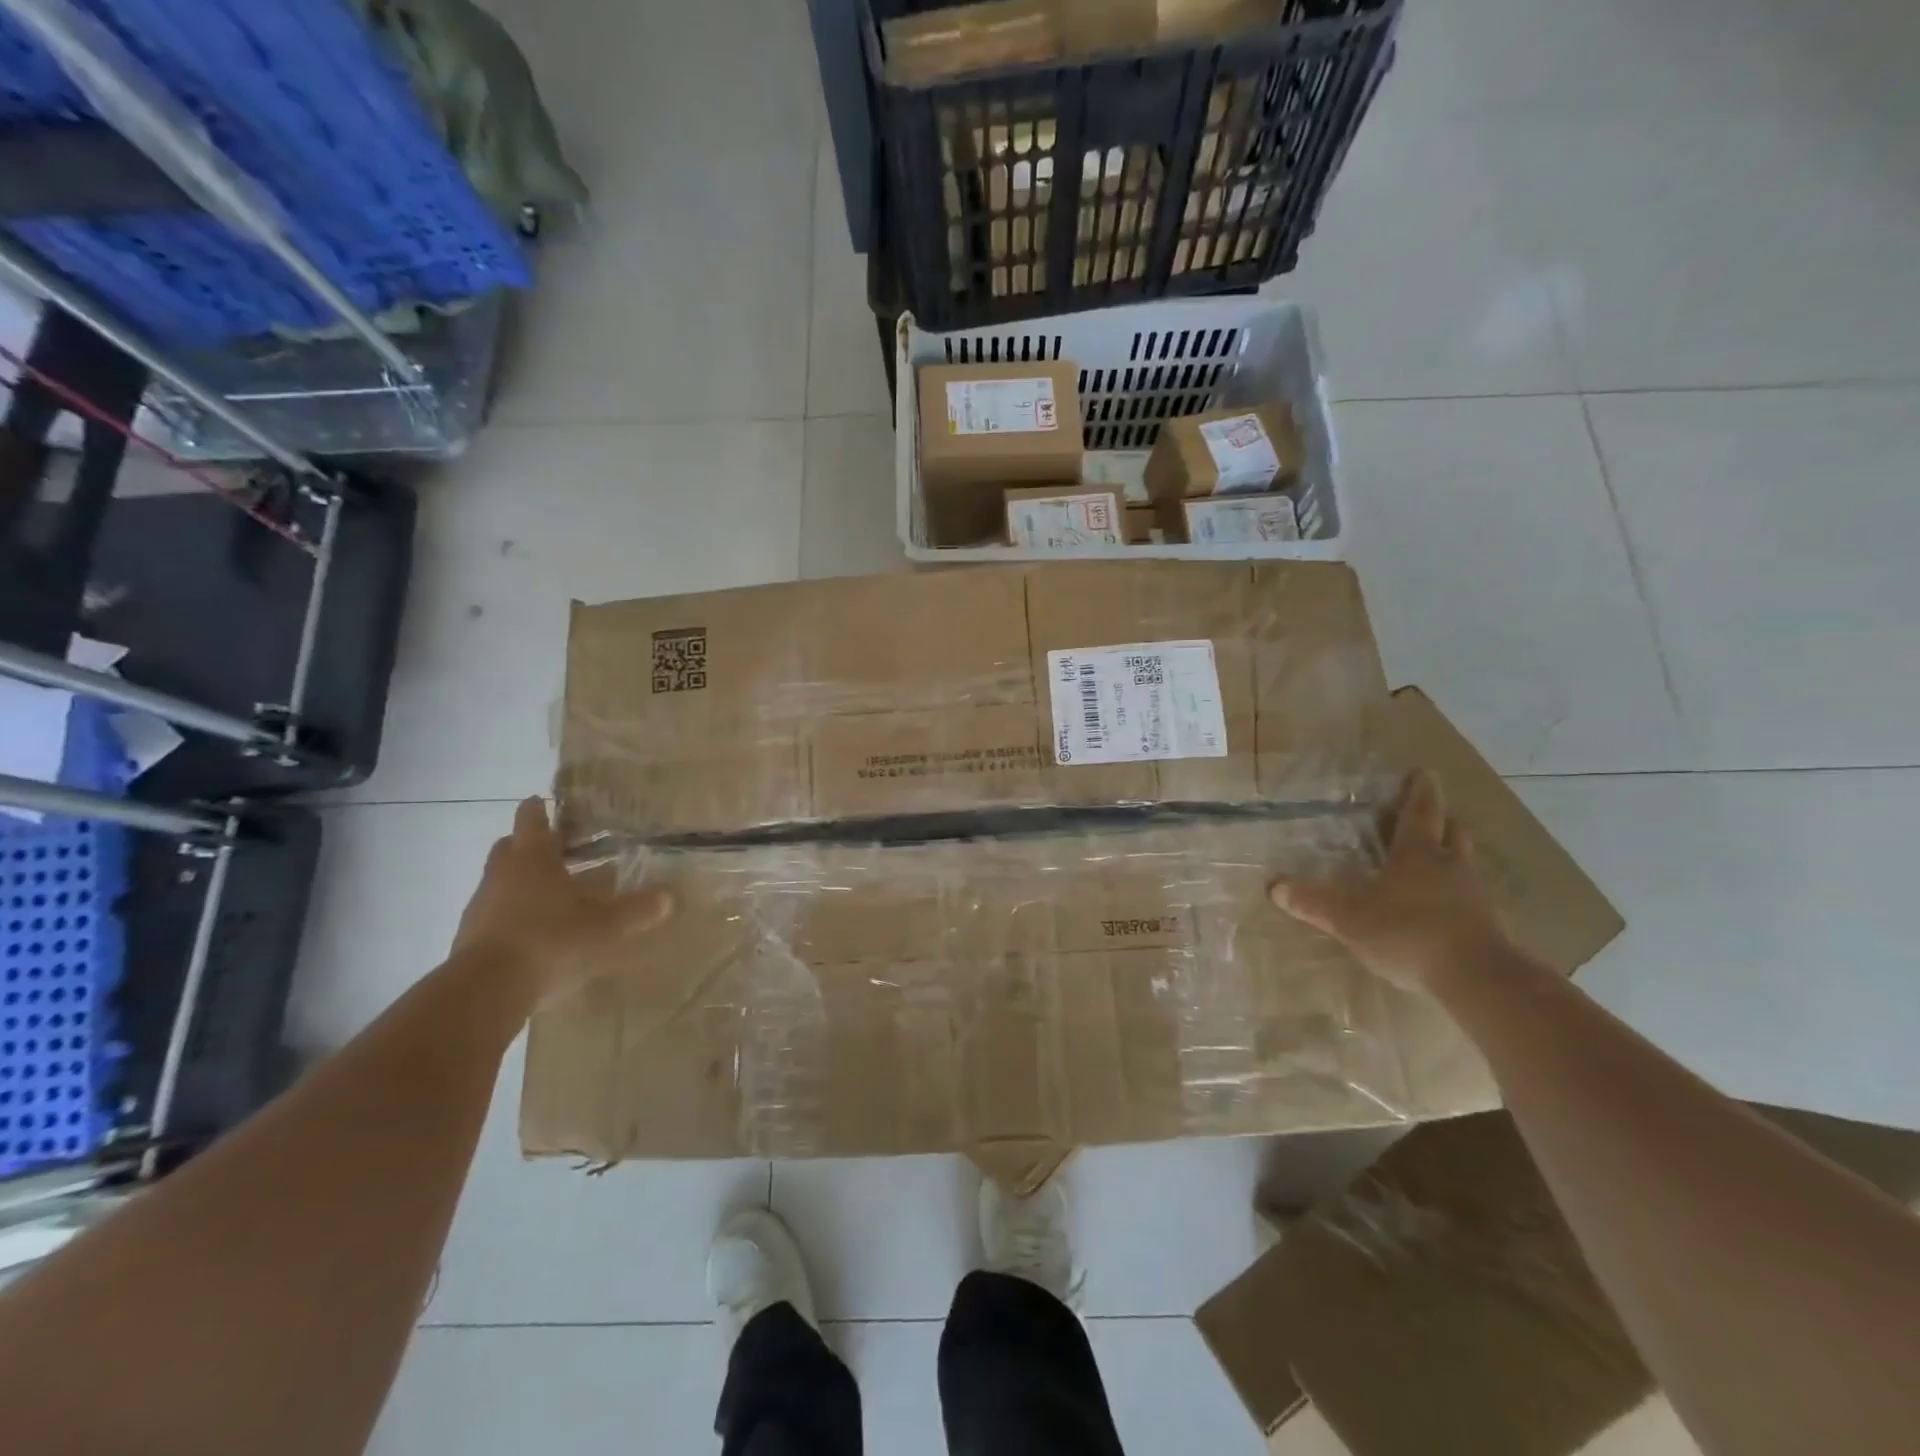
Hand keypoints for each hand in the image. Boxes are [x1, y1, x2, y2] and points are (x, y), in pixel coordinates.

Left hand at [452, 797, 673, 1005]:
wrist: (485, 991)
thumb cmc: (550, 940)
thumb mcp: (605, 926)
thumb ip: (636, 910)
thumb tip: (669, 896)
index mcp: (533, 858)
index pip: (532, 819)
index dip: (539, 809)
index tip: (546, 802)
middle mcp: (502, 873)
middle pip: (510, 846)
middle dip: (530, 844)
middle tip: (557, 849)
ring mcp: (481, 905)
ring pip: (500, 880)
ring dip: (521, 881)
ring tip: (552, 894)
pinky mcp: (470, 938)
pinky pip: (493, 913)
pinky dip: (512, 914)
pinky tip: (535, 931)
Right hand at [1269, 771, 1508, 992]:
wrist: (1477, 978)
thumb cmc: (1407, 930)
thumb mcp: (1349, 917)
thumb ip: (1313, 902)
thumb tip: (1275, 888)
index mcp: (1418, 852)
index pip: (1420, 810)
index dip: (1418, 790)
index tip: (1421, 772)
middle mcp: (1451, 865)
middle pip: (1452, 830)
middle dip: (1441, 819)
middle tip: (1429, 814)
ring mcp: (1475, 895)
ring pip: (1464, 863)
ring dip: (1451, 856)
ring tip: (1433, 861)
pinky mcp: (1489, 926)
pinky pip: (1471, 898)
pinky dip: (1456, 894)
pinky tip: (1442, 908)